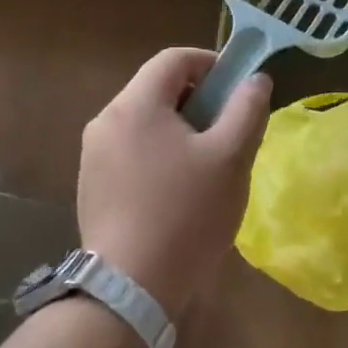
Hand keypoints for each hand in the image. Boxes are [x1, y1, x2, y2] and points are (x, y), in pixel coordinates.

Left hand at [77, 48, 271, 316]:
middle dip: (198, 100)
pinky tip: (178, 192)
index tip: (238, 89)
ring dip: (179, 130)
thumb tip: (256, 80)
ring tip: (207, 166)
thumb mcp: (231, 158)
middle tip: (228, 131)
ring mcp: (93, 156)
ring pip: (144, 123)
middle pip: (156, 89)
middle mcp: (106, 121)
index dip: (211, 64)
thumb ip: (248, 110)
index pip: (174, 59)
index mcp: (135, 105)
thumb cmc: (186, 214)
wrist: (131, 289)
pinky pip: (131, 152)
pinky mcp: (92, 186)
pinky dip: (159, 155)